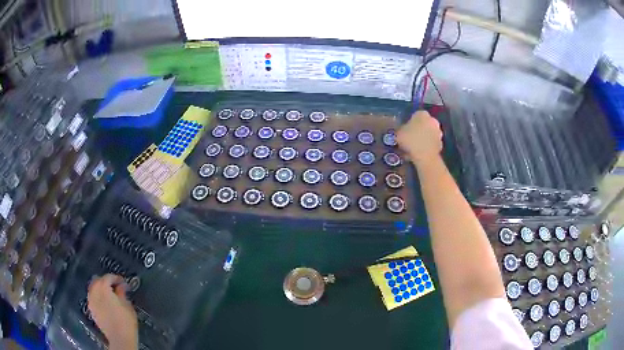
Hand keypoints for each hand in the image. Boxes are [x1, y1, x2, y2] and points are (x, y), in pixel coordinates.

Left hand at [88, 274, 137, 349]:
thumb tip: (121, 286)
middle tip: (115, 286)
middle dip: (105, 281)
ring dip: (99, 288)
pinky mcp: (91, 310)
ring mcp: (91, 301)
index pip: (108, 277)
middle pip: (97, 280)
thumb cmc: (126, 322)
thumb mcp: (128, 306)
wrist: (119, 338)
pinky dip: (96, 296)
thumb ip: (122, 293)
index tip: (123, 282)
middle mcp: (95, 292)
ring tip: (108, 293)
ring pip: (93, 288)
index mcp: (104, 288)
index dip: (116, 278)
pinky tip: (103, 302)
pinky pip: (92, 297)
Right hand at [396, 110, 442, 165]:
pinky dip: (427, 147)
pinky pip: (431, 143)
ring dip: (423, 138)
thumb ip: (401, 129)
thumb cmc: (410, 140)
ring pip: (428, 134)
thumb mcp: (399, 133)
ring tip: (414, 148)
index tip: (405, 130)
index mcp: (422, 114)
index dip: (409, 123)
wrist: (425, 157)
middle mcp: (433, 120)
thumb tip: (402, 130)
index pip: (415, 115)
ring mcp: (439, 132)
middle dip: (418, 130)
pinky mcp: (441, 144)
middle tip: (409, 138)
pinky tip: (419, 153)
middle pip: (424, 124)